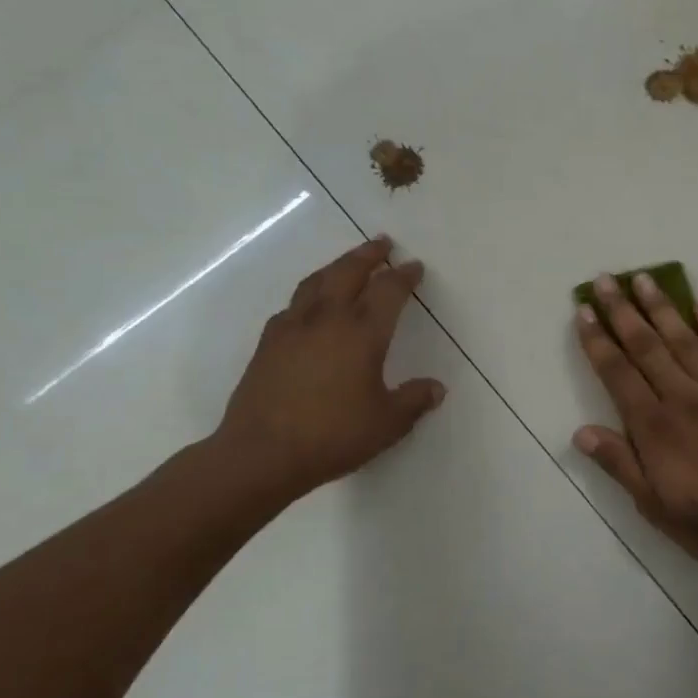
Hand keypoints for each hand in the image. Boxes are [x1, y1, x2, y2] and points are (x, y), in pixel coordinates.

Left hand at [210, 237, 444, 503]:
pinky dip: (309, 295)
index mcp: (362, 334)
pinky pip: (293, 305)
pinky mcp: (267, 344)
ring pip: (316, 282)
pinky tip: (310, 306)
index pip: (388, 292)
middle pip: (348, 272)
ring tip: (347, 263)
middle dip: (368, 255)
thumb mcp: (387, 423)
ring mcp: (292, 329)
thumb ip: (414, 401)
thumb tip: (436, 388)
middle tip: (382, 243)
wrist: (261, 454)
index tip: (414, 266)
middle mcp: (327, 320)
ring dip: (336, 266)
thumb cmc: (333, 436)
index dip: (404, 276)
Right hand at [573, 274, 697, 576]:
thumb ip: (619, 465)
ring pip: (683, 339)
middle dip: (621, 310)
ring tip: (643, 278)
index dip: (597, 341)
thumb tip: (581, 432)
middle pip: (646, 345)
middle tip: (604, 279)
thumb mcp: (655, 507)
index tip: (583, 312)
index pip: (617, 373)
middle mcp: (683, 398)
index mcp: (655, 428)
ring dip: (661, 307)